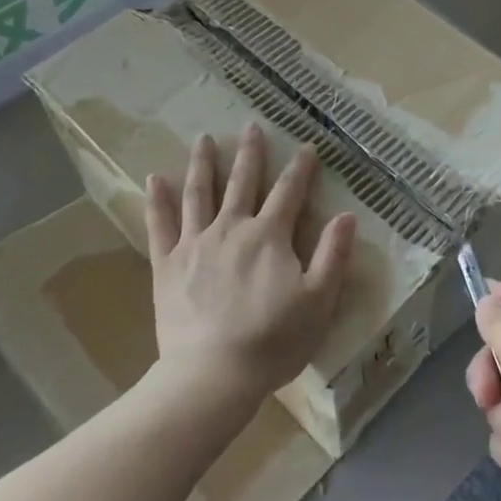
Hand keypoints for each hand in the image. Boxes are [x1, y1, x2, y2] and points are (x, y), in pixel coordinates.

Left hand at [146, 124, 357, 413]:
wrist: (212, 374)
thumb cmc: (273, 341)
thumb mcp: (319, 301)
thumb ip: (333, 255)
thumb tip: (347, 215)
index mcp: (269, 236)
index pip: (289, 192)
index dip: (301, 168)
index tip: (307, 146)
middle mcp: (232, 228)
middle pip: (242, 182)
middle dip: (250, 153)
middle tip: (251, 126)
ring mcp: (195, 244)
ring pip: (199, 194)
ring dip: (203, 164)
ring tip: (204, 139)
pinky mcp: (167, 265)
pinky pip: (160, 225)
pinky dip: (157, 200)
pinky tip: (154, 178)